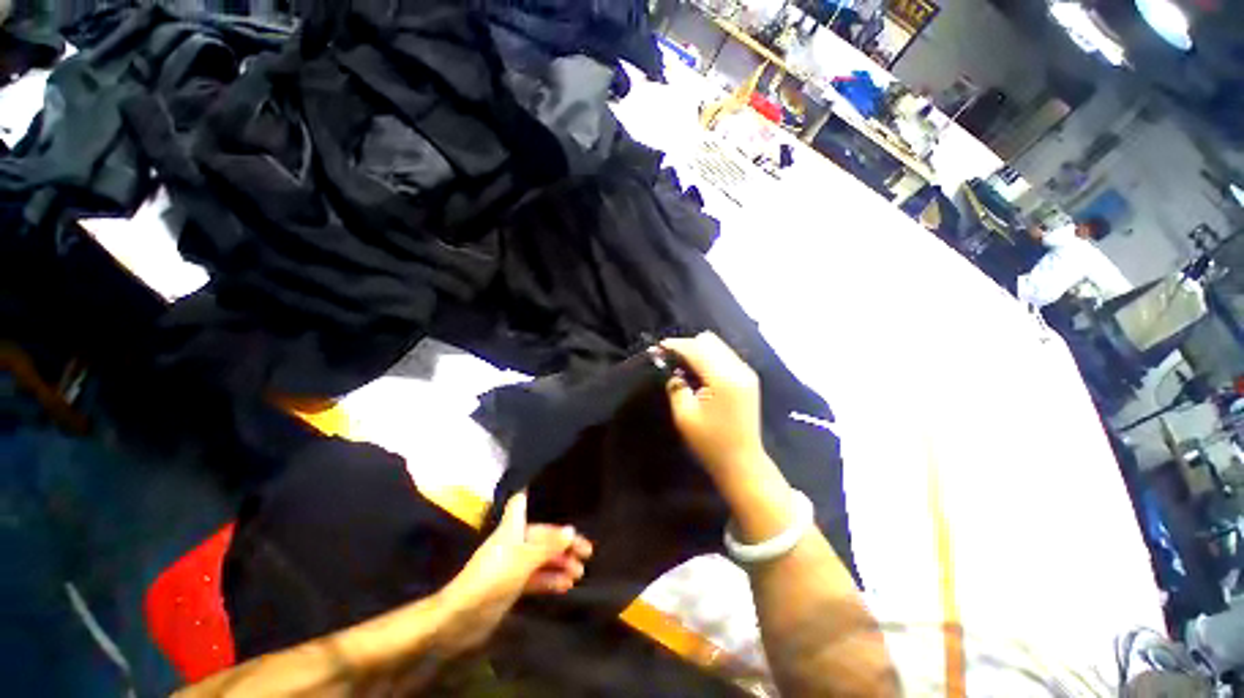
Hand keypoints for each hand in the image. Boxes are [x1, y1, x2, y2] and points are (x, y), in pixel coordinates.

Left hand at [437, 493, 591, 652]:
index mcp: (512, 528)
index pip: (520, 502)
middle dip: (564, 544)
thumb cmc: (493, 577)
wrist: (461, 617)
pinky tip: (566, 586)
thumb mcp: (525, 559)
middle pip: (543, 536)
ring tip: (579, 572)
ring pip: (542, 558)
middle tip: (587, 552)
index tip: (544, 484)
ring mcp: (513, 565)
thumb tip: (571, 530)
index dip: (529, 492)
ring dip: (560, 564)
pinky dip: (551, 580)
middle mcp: (513, 542)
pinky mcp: (512, 585)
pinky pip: (537, 578)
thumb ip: (550, 545)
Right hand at [660, 332, 767, 481]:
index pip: (696, 349)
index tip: (658, 348)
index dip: (675, 346)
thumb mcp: (685, 416)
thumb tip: (673, 370)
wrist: (742, 462)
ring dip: (698, 351)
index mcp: (723, 378)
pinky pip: (725, 356)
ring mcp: (746, 372)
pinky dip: (709, 358)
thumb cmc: (711, 442)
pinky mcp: (748, 378)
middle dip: (687, 346)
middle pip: (709, 341)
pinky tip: (699, 373)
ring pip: (718, 346)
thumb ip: (676, 387)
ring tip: (683, 367)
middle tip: (671, 360)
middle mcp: (739, 369)